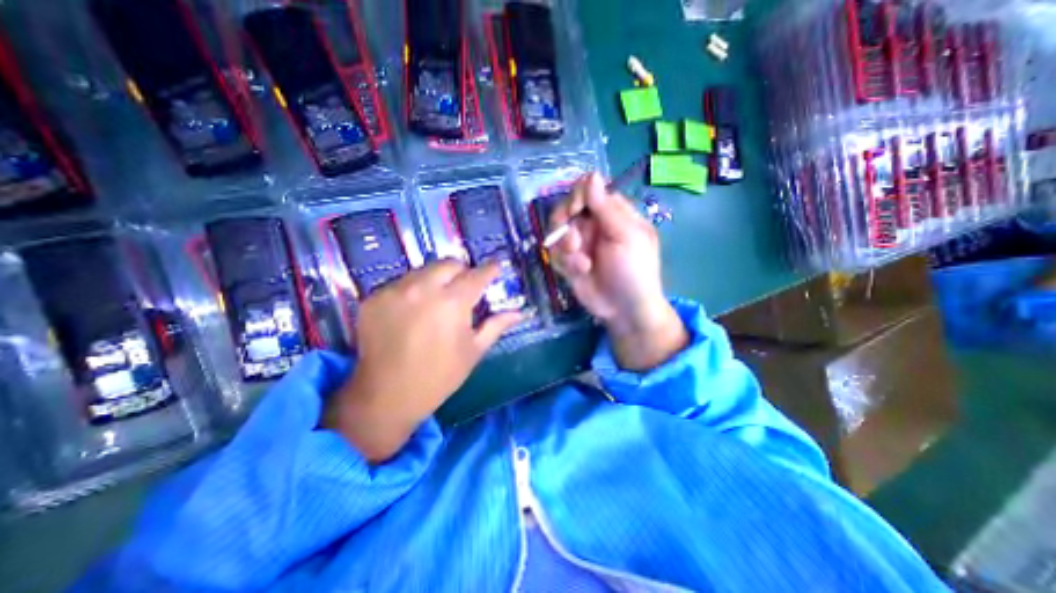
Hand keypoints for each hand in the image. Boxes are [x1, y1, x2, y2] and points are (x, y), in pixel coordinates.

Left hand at [322, 260, 519, 463]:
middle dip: (462, 271)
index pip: (477, 275)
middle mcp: (423, 288)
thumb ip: (496, 325)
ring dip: (436, 280)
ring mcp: (394, 291)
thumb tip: (519, 313)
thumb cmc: (439, 375)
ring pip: (423, 270)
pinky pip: (400, 283)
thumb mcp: (473, 351)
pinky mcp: (374, 298)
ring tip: (436, 300)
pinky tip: (412, 312)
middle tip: (464, 287)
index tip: (496, 267)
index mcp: (452, 303)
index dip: (490, 269)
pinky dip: (412, 291)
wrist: (387, 397)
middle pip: (448, 264)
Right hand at [549, 173, 689, 373]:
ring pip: (557, 231)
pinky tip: (580, 272)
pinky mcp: (568, 261)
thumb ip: (606, 208)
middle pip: (567, 208)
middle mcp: (594, 224)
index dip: (578, 196)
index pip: (588, 189)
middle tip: (573, 242)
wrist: (624, 310)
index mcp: (613, 213)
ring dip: (565, 248)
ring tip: (581, 264)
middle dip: (565, 224)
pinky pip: (554, 252)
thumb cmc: (634, 271)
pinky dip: (564, 262)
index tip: (576, 210)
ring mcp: (580, 243)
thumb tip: (591, 175)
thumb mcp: (625, 237)